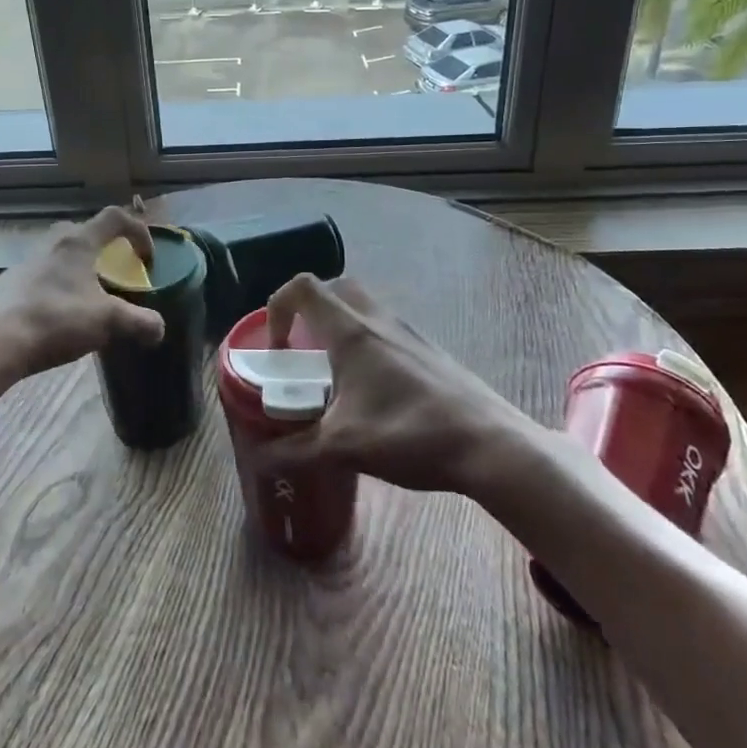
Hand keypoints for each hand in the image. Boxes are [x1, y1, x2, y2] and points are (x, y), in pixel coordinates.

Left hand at [0, 206, 165, 390]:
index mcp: (78, 242)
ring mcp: (25, 263)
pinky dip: (58, 290)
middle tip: (118, 275)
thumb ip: (139, 322)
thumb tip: (159, 328)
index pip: (115, 217)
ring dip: (81, 272)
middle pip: (86, 233)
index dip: (139, 231)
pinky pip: (42, 278)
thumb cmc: (53, 320)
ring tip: (89, 302)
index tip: (147, 258)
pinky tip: (57, 320)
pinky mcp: (6, 285)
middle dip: (107, 250)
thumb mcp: (106, 322)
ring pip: (62, 256)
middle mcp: (51, 243)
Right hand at [263, 274, 516, 492]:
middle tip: (302, 349)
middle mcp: (378, 320)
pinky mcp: (428, 350)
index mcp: (351, 332)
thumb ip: (294, 451)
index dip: (279, 306)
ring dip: (340, 327)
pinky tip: (372, 391)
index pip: (304, 287)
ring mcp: (408, 332)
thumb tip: (258, 460)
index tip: (276, 347)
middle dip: (310, 311)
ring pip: (363, 308)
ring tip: (334, 373)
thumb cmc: (409, 434)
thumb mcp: (343, 448)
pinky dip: (367, 344)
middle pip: (335, 289)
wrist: (488, 444)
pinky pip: (386, 329)